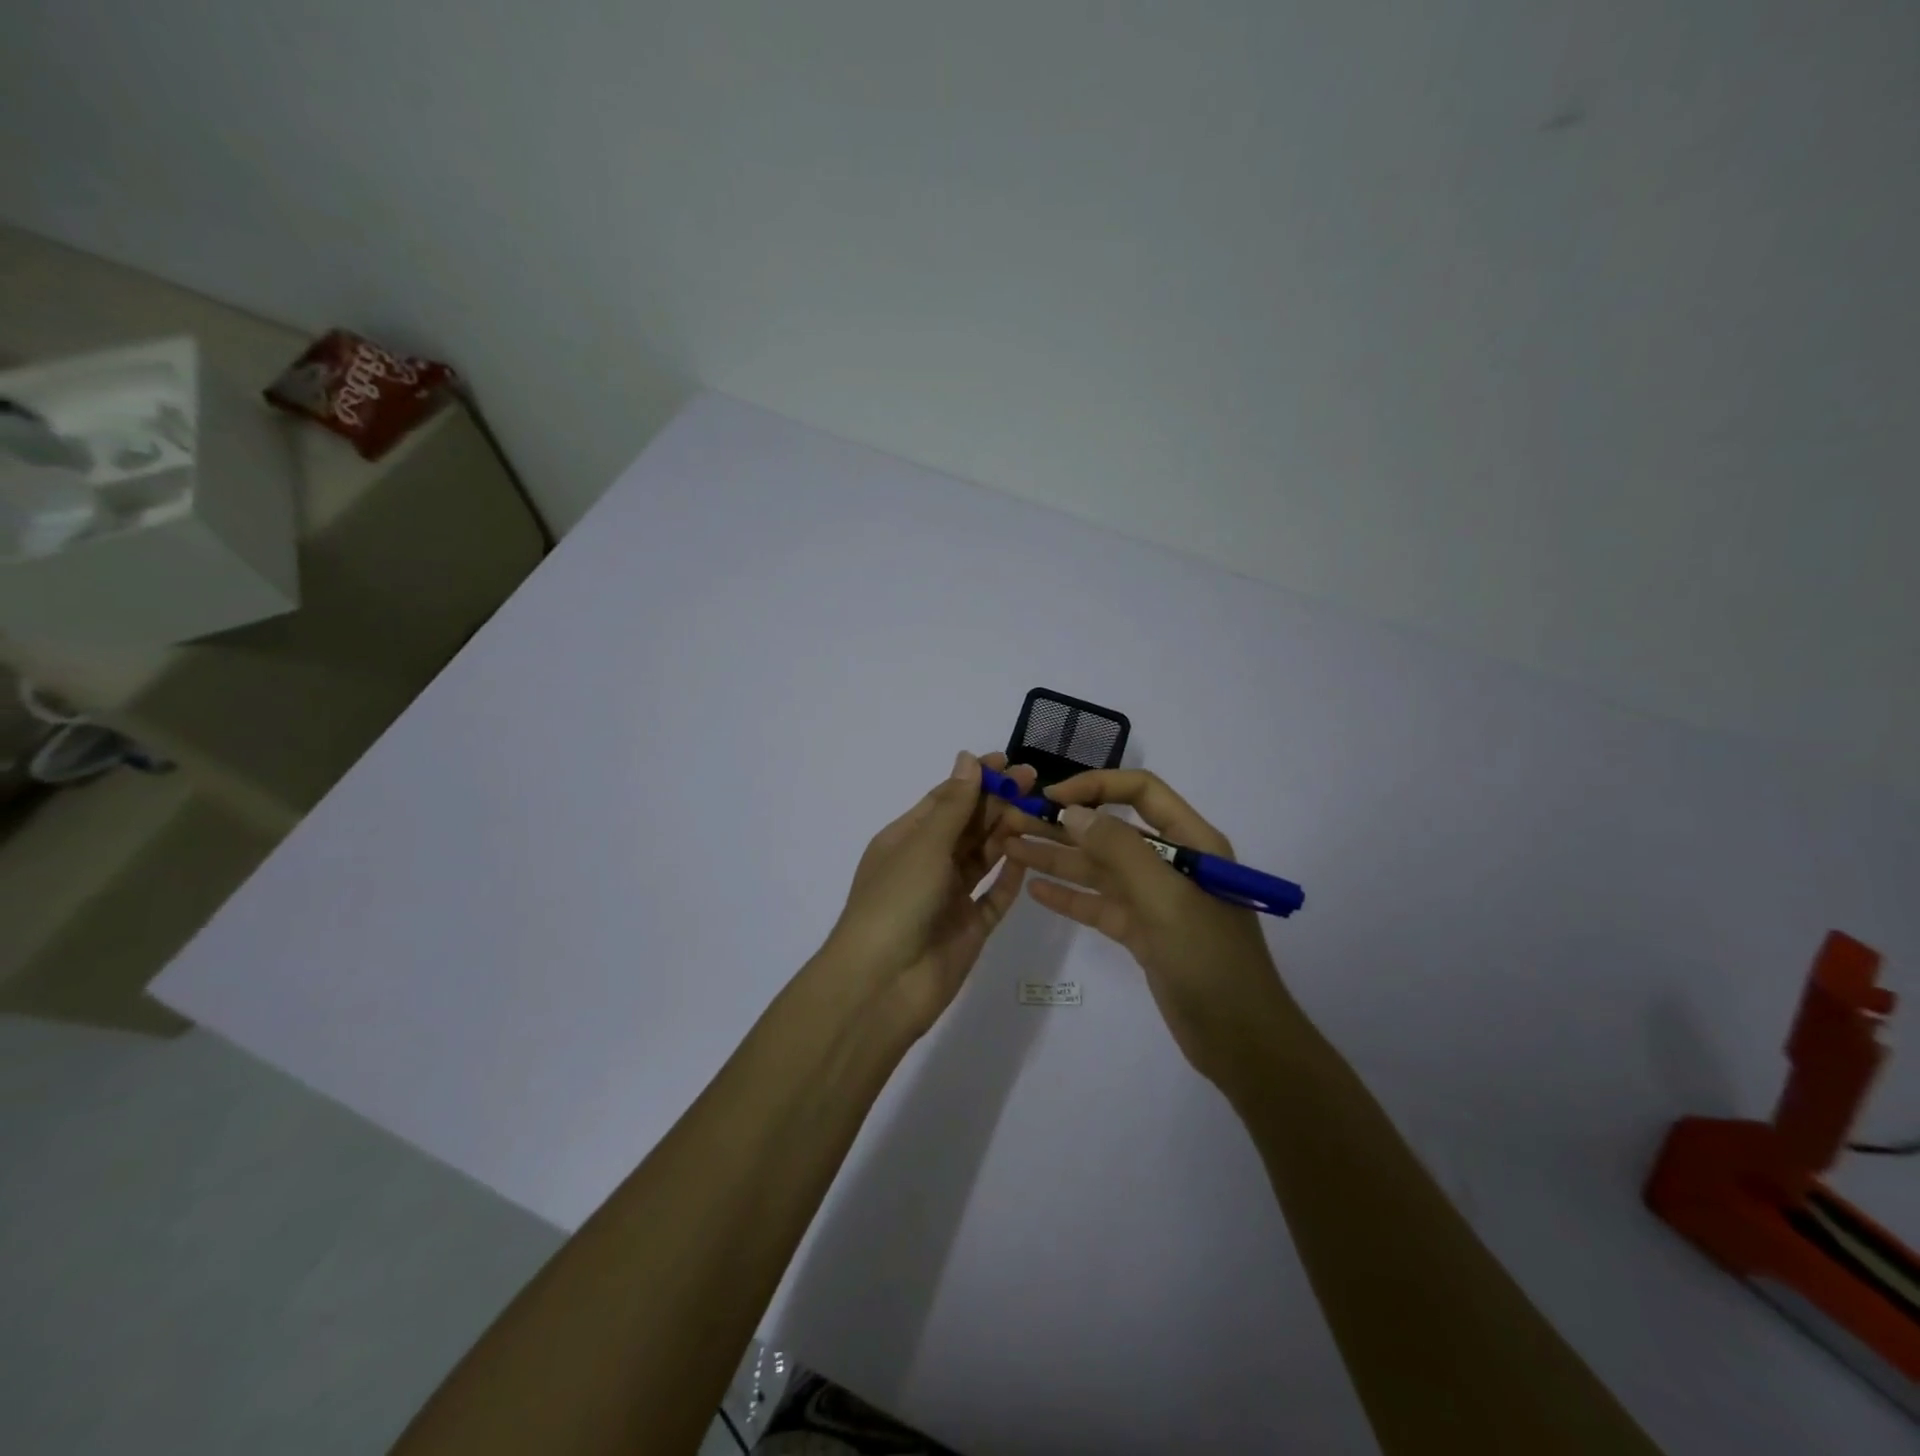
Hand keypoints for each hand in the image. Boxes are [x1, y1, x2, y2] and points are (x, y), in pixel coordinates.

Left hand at [820, 751, 1034, 1035]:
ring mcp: (949, 897)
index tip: (1008, 761)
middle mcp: (927, 864)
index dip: (975, 779)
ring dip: (1007, 834)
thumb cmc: (896, 901)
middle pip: (967, 826)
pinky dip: (1011, 878)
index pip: (945, 799)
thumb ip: (953, 805)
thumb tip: (966, 759)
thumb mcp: (924, 845)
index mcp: (906, 839)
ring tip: (1039, 812)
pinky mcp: (969, 928)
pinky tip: (1031, 857)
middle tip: (1036, 782)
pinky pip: (994, 897)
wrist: (882, 985)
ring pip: (983, 858)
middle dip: (998, 802)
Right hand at [1003, 770, 1300, 1091]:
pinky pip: (1099, 905)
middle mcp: (1172, 864)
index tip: (1052, 797)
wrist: (1241, 1041)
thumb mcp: (1166, 897)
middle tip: (1014, 821)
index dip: (1096, 786)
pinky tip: (1035, 890)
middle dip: (1064, 824)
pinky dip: (1070, 896)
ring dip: (1058, 858)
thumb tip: (1072, 812)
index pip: (1141, 792)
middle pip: (1112, 831)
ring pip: (1100, 869)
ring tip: (1011, 848)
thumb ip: (1119, 850)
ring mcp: (1155, 900)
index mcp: (1192, 842)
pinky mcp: (1142, 933)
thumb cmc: (1210, 959)